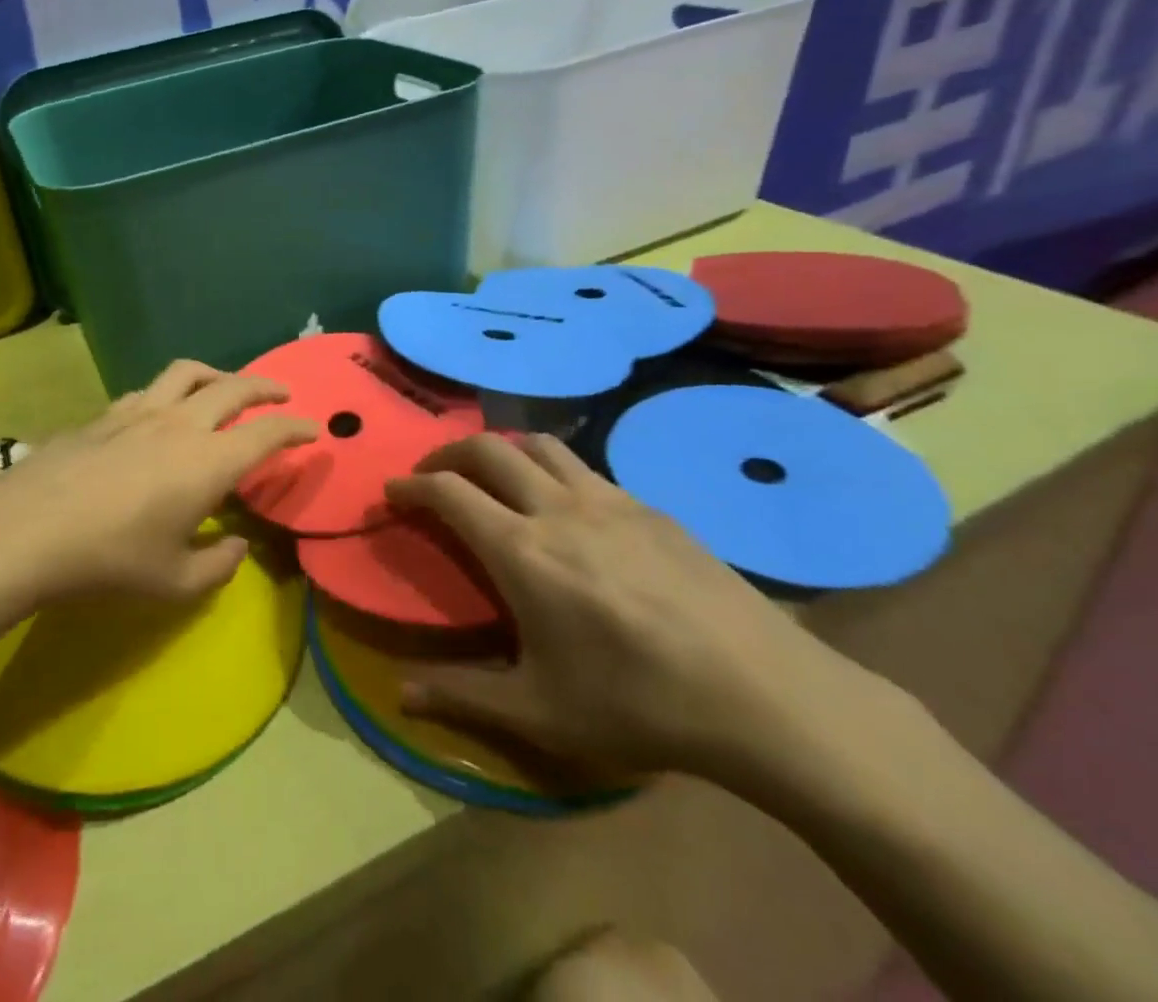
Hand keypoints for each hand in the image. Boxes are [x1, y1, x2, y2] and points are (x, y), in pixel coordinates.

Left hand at [0, 360, 317, 602]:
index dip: (295, 428)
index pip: (267, 433)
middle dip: (264, 387)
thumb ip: (218, 565)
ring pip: (188, 373)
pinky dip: (170, 391)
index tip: (313, 430)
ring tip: (224, 385)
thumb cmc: (111, 560)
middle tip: (281, 393)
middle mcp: (181, 423)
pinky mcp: (106, 413)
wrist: (30, 528)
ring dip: (217, 374)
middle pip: (233, 388)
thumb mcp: (174, 581)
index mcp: (209, 461)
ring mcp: (140, 411)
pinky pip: (149, 389)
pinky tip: (161, 411)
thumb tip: (236, 545)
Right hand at [385, 433, 879, 783]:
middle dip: (448, 452)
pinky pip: (586, 469)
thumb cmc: (638, 704)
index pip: (448, 491)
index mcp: (521, 550)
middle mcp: (557, 508)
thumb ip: (462, 695)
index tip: (392, 492)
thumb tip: (399, 694)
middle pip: (488, 448)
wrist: (765, 696)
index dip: (411, 485)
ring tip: (494, 476)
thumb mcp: (540, 712)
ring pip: (540, 445)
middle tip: (433, 474)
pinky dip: (553, 471)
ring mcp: (610, 500)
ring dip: (503, 450)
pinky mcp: (651, 508)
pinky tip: (568, 509)